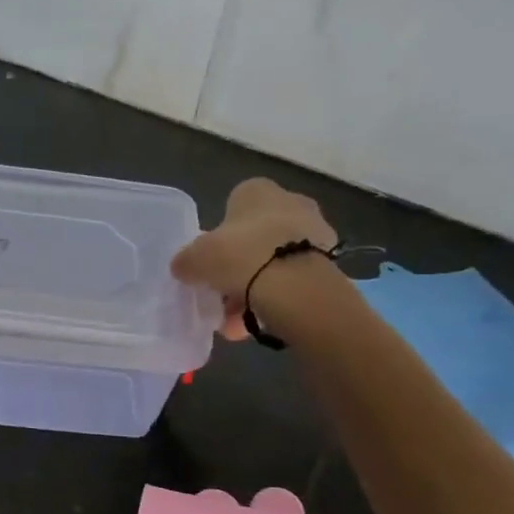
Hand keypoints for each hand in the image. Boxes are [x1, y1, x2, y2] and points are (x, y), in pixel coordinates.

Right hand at [172, 178, 337, 339]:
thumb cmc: (239, 257)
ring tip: (237, 324)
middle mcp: (290, 202)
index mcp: (257, 190)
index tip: (211, 264)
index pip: (233, 207)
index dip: (219, 237)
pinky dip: (277, 299)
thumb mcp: (195, 258)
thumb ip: (186, 261)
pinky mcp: (330, 263)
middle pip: (255, 238)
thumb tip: (184, 267)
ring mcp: (315, 232)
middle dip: (239, 268)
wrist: (295, 287)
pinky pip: (293, 281)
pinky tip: (261, 323)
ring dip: (255, 289)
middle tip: (223, 295)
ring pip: (274, 262)